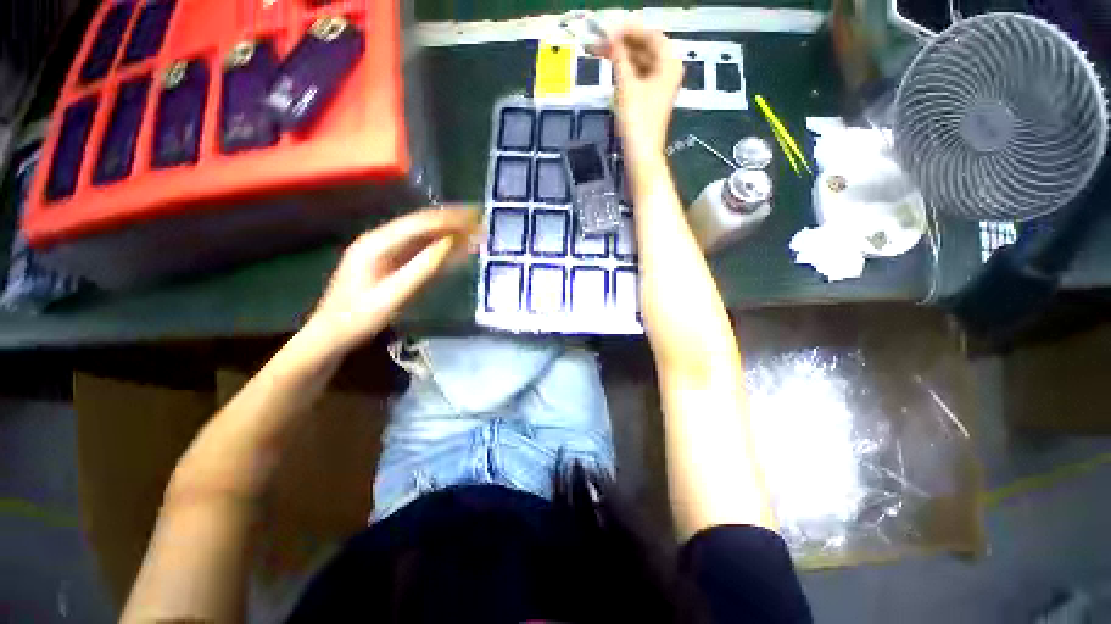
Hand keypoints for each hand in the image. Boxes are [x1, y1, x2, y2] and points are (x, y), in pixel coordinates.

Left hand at [303, 207, 479, 355]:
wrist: (333, 333)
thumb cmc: (359, 317)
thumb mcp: (392, 295)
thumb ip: (422, 268)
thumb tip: (450, 245)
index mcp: (375, 244)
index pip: (417, 224)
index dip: (447, 219)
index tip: (472, 218)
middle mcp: (379, 240)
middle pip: (421, 225)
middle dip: (450, 221)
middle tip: (477, 219)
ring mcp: (384, 251)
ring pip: (422, 237)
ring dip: (447, 233)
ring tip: (472, 230)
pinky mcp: (390, 262)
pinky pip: (419, 251)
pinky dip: (439, 248)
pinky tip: (456, 249)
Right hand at [605, 26, 681, 161]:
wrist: (641, 153)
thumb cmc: (636, 120)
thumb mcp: (626, 85)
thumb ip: (619, 58)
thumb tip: (612, 38)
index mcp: (669, 63)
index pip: (651, 35)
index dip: (629, 30)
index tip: (609, 29)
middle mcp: (668, 71)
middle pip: (646, 48)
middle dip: (624, 44)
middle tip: (601, 42)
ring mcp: (660, 86)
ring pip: (641, 63)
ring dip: (623, 58)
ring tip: (602, 53)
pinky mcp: (651, 99)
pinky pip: (639, 76)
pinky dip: (627, 71)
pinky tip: (613, 69)